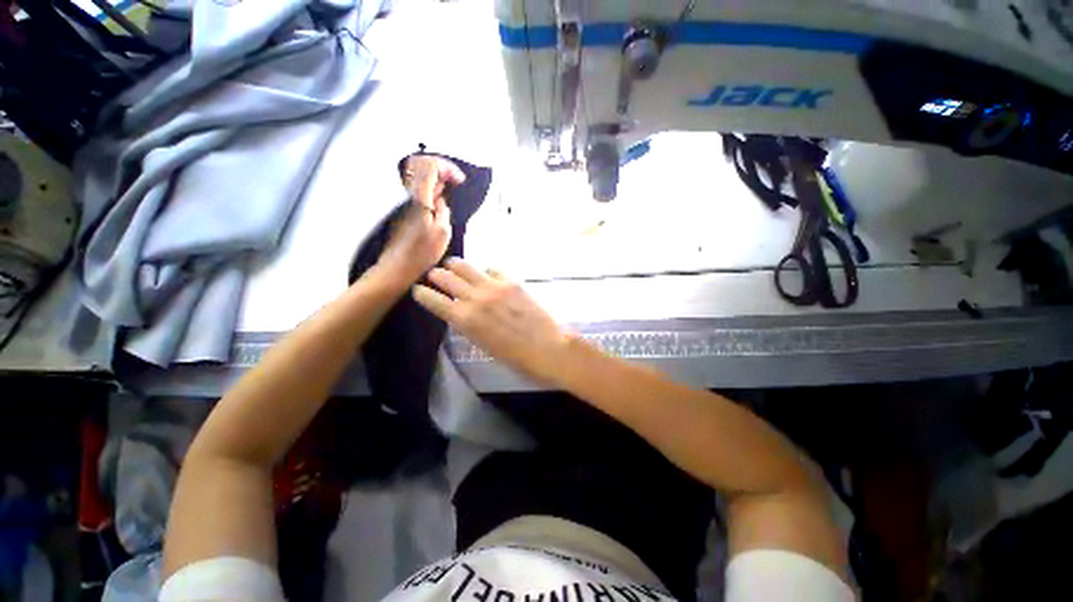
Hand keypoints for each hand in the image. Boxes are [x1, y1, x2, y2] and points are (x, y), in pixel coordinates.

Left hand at [376, 156, 465, 284]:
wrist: (397, 267)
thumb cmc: (420, 254)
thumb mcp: (442, 232)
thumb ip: (444, 210)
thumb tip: (442, 199)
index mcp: (418, 198)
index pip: (430, 165)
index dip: (448, 168)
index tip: (459, 180)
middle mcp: (407, 194)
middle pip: (421, 163)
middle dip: (441, 168)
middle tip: (454, 181)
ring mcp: (401, 200)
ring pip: (416, 175)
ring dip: (435, 178)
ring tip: (448, 191)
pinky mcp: (401, 208)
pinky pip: (415, 188)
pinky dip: (428, 188)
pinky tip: (437, 201)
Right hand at [413, 258, 573, 385]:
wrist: (548, 348)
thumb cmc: (516, 358)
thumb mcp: (483, 345)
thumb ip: (469, 325)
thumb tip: (462, 312)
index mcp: (464, 320)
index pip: (433, 300)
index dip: (422, 294)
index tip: (418, 290)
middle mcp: (474, 298)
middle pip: (445, 277)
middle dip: (436, 275)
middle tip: (435, 275)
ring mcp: (493, 286)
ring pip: (465, 266)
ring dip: (455, 266)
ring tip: (454, 266)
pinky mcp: (511, 281)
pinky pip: (492, 268)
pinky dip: (485, 271)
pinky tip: (487, 275)